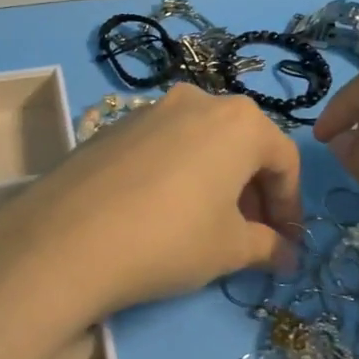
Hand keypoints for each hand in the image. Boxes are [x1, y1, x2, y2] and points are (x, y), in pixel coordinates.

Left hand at [0, 83, 301, 322]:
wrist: (67, 239)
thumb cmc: (170, 239)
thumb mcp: (229, 249)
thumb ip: (267, 247)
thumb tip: (288, 257)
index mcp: (239, 120)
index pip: (283, 160)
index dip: (291, 206)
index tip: (287, 243)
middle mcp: (197, 101)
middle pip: (242, 146)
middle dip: (254, 193)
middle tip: (252, 237)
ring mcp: (150, 109)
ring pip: (201, 144)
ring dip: (216, 182)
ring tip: (208, 226)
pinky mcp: (113, 127)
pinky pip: (164, 147)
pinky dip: (178, 174)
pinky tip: (162, 212)